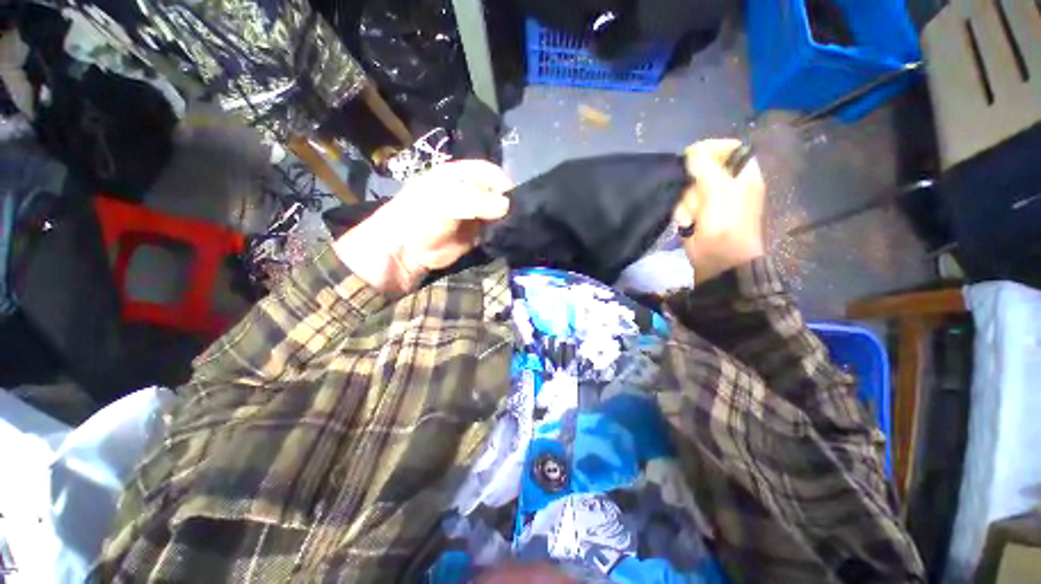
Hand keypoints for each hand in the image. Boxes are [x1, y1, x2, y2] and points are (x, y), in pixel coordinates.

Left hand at [334, 160, 512, 294]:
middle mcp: (467, 192)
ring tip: (513, 225)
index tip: (513, 196)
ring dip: (505, 218)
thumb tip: (507, 205)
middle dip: (506, 200)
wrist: (405, 252)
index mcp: (457, 176)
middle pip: (494, 191)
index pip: (487, 171)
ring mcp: (471, 215)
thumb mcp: (448, 202)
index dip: (501, 180)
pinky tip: (505, 235)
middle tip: (516, 213)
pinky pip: (492, 230)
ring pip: (496, 211)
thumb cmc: (421, 217)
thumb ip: (478, 201)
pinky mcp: (474, 235)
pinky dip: (499, 232)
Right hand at [674, 139, 765, 283]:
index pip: (728, 148)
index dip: (711, 148)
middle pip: (702, 169)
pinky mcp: (695, 213)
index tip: (692, 155)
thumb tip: (692, 152)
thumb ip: (706, 167)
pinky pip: (682, 205)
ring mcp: (709, 200)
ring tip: (694, 218)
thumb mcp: (719, 191)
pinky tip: (688, 224)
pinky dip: (683, 214)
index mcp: (742, 173)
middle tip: (698, 198)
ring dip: (687, 204)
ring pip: (688, 189)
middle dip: (694, 185)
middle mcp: (726, 183)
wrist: (718, 259)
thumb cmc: (727, 224)